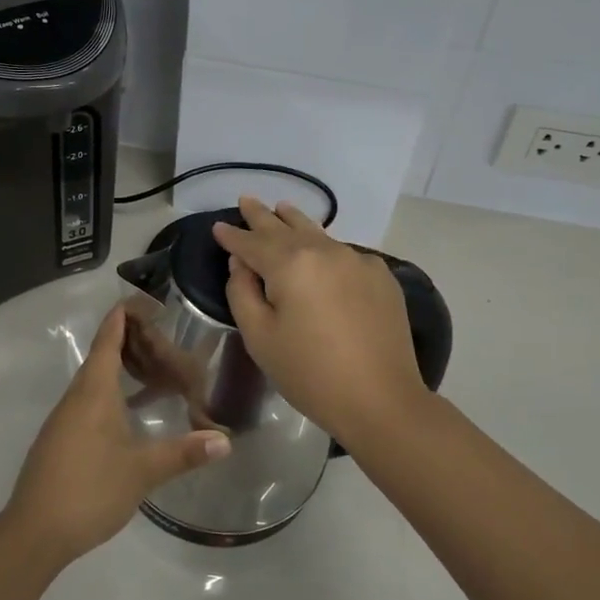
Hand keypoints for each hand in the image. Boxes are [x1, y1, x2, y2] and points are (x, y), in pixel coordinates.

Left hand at [3, 306, 229, 564]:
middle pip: (103, 355)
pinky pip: (91, 401)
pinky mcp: (63, 439)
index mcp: (93, 391)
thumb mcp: (142, 471)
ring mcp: (66, 419)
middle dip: (132, 342)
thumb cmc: (89, 489)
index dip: (125, 315)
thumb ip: (184, 453)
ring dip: (124, 370)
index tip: (147, 299)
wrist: (34, 532)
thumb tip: (225, 440)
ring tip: (157, 371)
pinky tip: (134, 412)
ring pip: (97, 380)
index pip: (108, 338)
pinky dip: (115, 394)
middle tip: (166, 339)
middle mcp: (76, 397)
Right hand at [212, 197, 428, 442]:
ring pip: (318, 233)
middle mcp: (325, 251)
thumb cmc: (309, 373)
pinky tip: (323, 255)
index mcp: (290, 264)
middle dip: (262, 215)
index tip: (218, 227)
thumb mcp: (260, 337)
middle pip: (285, 227)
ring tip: (283, 208)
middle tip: (247, 199)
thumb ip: (243, 292)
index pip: (252, 242)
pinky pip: (344, 254)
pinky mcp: (381, 276)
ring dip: (295, 222)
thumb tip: (241, 263)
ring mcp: (358, 260)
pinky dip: (326, 249)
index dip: (232, 235)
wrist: (381, 400)